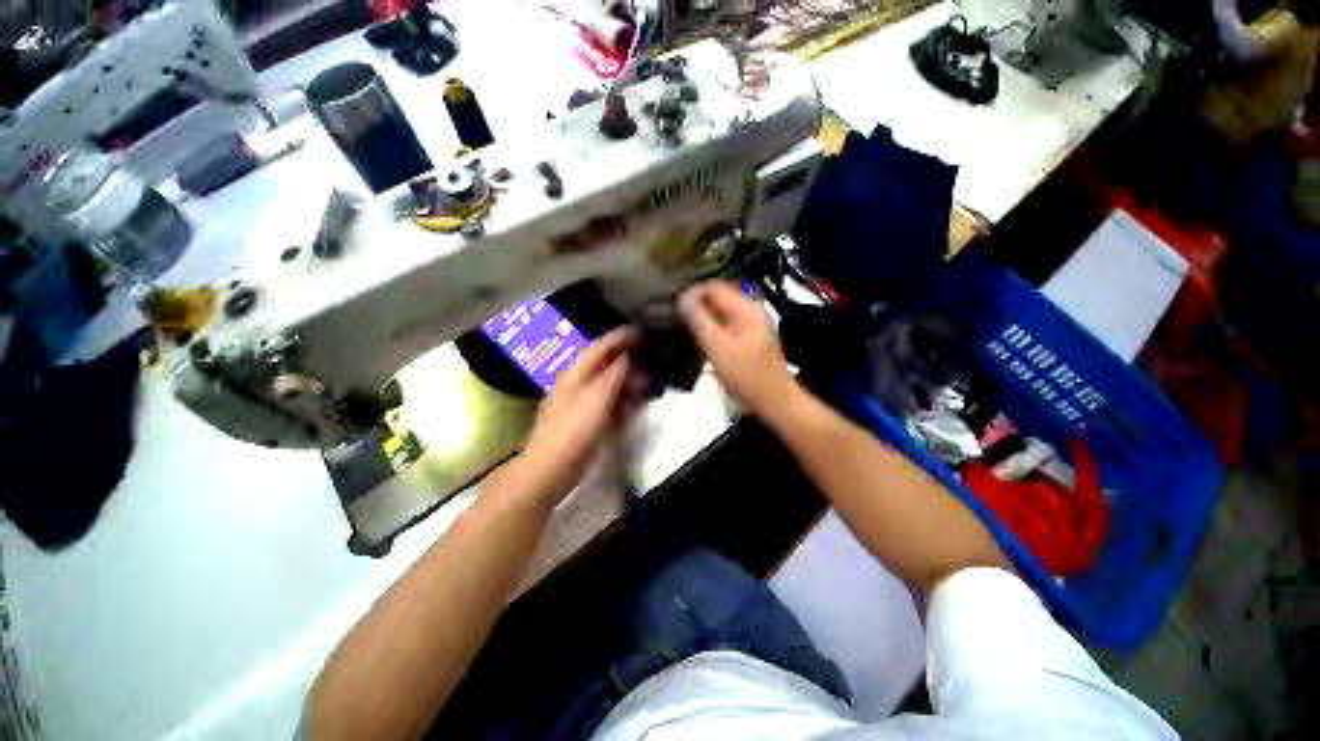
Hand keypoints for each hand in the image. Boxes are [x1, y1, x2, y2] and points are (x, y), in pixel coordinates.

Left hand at [517, 327, 639, 501]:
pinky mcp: (589, 419)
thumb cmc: (572, 430)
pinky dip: (625, 400)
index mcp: (576, 375)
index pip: (599, 348)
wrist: (552, 468)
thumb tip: (627, 355)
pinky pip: (611, 403)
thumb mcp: (595, 399)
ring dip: (629, 380)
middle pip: (606, 365)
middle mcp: (579, 384)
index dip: (619, 337)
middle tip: (649, 356)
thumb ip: (613, 375)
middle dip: (628, 359)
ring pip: (610, 384)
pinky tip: (638, 401)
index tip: (640, 331)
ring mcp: (584, 402)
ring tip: (648, 378)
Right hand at [680, 281, 798, 417]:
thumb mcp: (716, 346)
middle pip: (717, 297)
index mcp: (745, 307)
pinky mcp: (751, 337)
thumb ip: (698, 319)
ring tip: (685, 328)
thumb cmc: (744, 374)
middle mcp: (751, 309)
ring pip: (721, 311)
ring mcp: (753, 323)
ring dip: (703, 316)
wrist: (773, 399)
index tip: (673, 306)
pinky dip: (713, 326)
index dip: (690, 293)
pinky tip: (703, 339)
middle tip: (677, 318)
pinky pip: (727, 323)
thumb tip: (683, 298)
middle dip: (696, 304)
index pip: (712, 286)